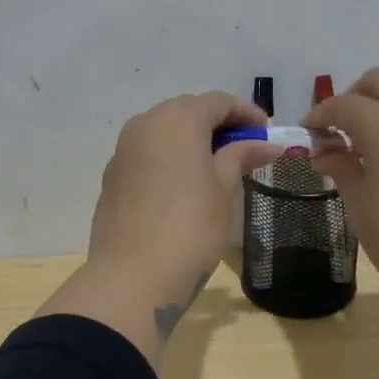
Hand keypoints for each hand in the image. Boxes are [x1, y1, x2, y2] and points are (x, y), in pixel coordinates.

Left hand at [88, 92, 275, 310]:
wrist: (132, 276)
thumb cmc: (190, 227)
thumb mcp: (223, 189)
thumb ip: (241, 156)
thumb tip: (265, 143)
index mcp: (177, 118)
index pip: (217, 102)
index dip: (246, 114)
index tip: (267, 133)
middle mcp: (144, 124)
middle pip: (187, 112)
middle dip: (218, 126)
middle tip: (245, 149)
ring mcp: (123, 150)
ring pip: (164, 133)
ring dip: (192, 142)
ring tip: (217, 168)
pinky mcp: (112, 177)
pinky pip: (147, 155)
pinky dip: (169, 160)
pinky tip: (185, 185)